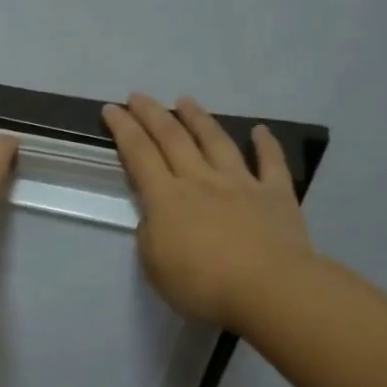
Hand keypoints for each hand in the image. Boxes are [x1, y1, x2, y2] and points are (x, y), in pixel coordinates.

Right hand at [102, 93, 313, 327]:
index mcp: (167, 198)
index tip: (112, 109)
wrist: (268, 289)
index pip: (139, 155)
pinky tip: (259, 130)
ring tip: (186, 100)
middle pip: (172, 138)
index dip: (123, 130)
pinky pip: (270, 162)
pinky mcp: (275, 194)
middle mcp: (200, 180)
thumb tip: (157, 214)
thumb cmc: (202, 284)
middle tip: (138, 96)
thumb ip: (151, 233)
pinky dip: (265, 144)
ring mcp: (241, 183)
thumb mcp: (155, 266)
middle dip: (152, 114)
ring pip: (216, 141)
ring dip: (198, 118)